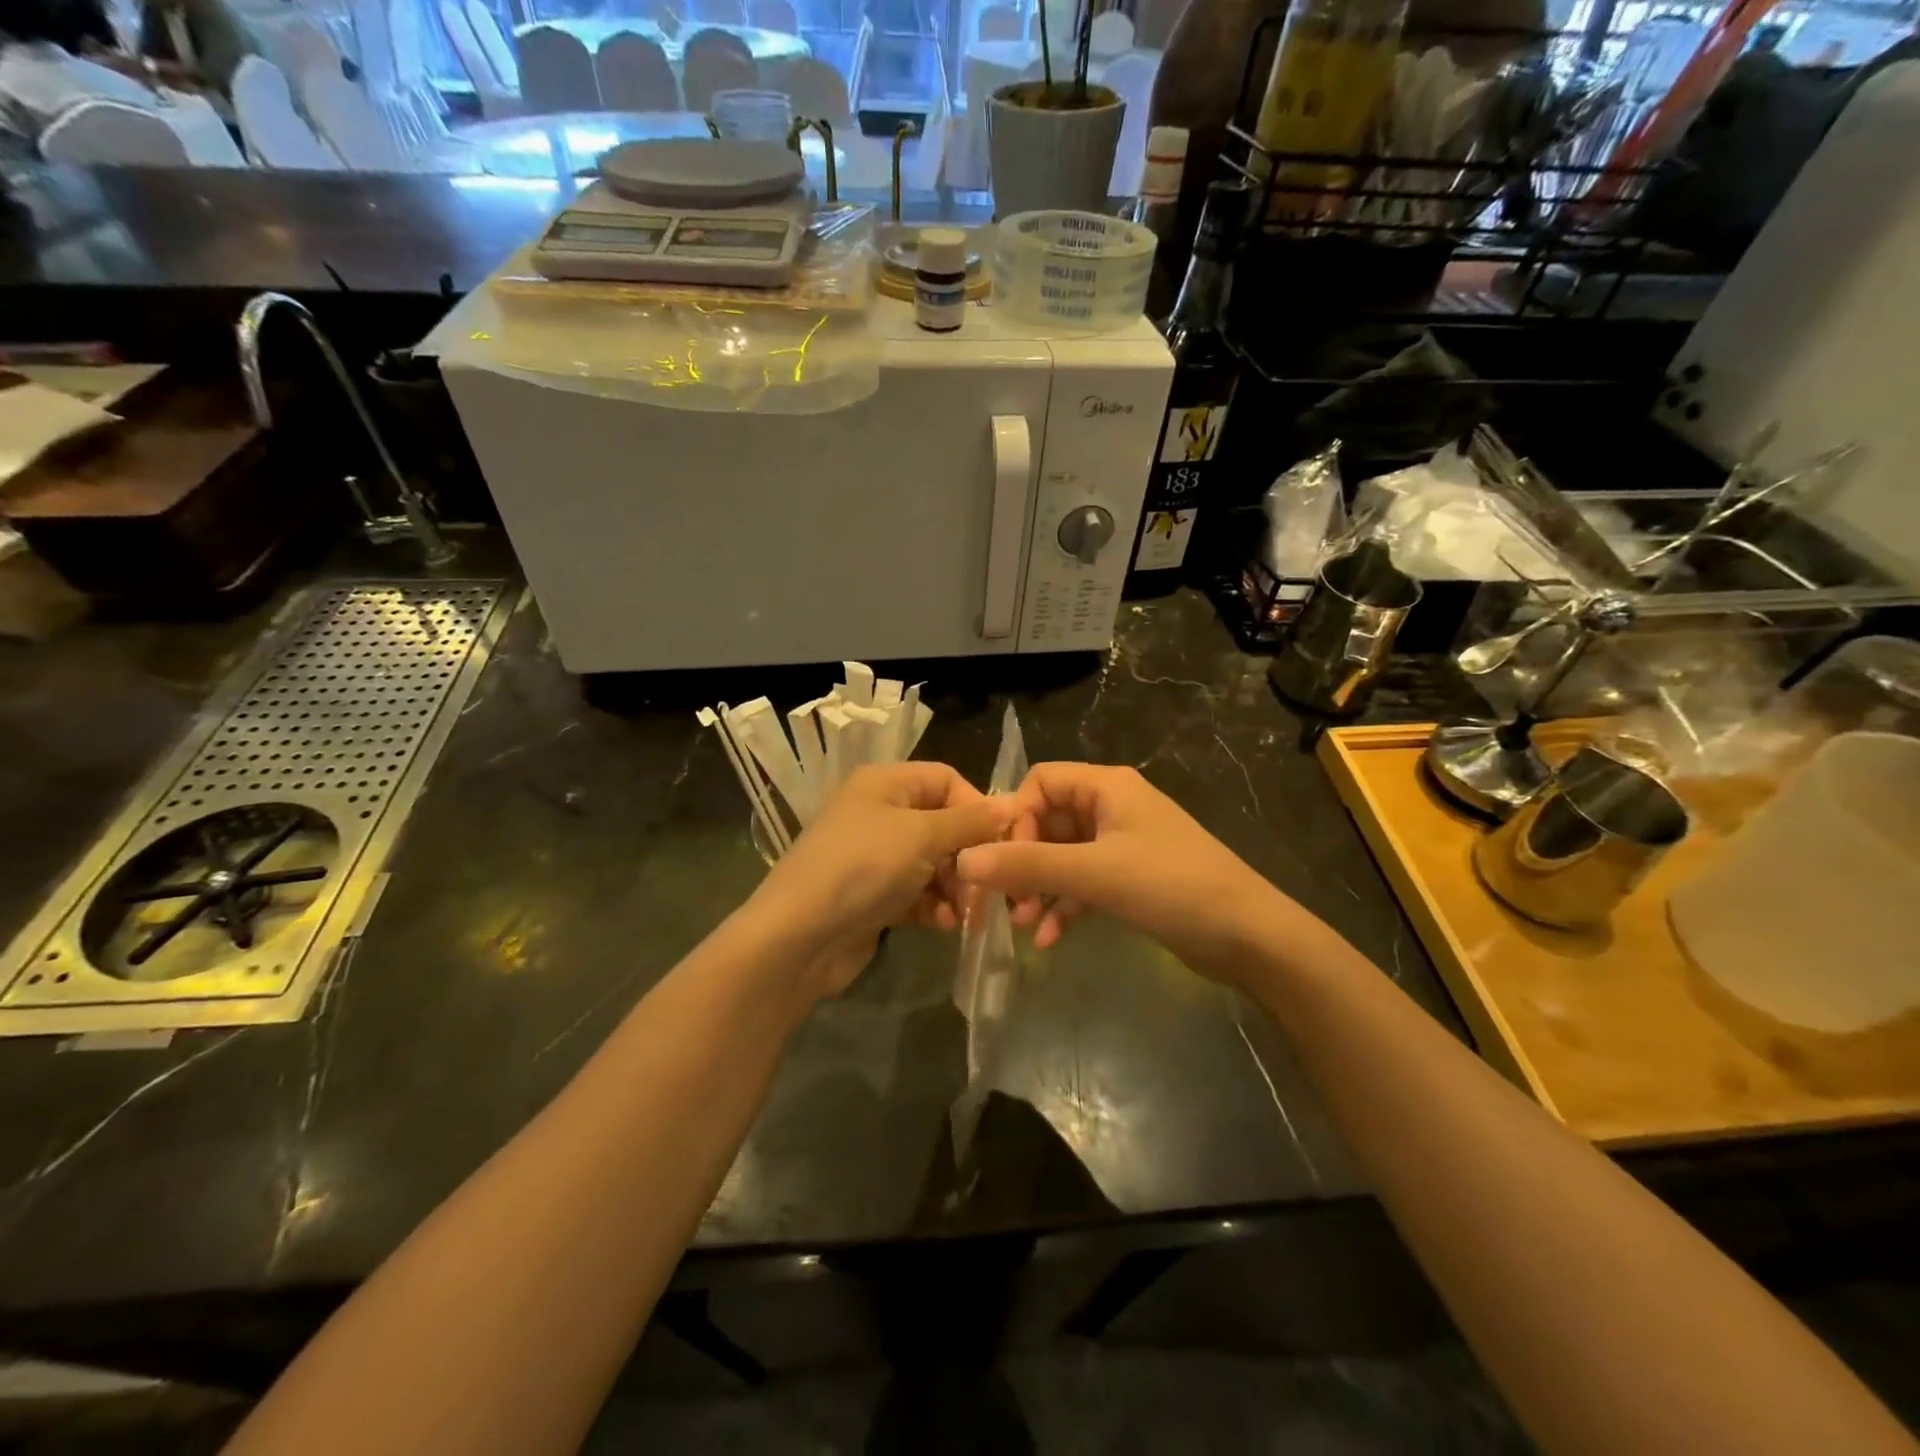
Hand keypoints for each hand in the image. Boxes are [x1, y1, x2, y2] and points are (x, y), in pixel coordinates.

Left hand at [751, 763, 1013, 998]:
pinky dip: (935, 906)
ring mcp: (875, 856)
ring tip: (967, 913)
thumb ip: (969, 821)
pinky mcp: (874, 895)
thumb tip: (1010, 804)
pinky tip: (945, 925)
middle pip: (943, 824)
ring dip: (956, 886)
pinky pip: (918, 892)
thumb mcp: (921, 836)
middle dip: (969, 855)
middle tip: (989, 887)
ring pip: (934, 863)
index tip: (1001, 840)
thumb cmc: (862, 868)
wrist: (798, 937)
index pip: (946, 779)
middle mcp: (880, 812)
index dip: (976, 806)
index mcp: (886, 783)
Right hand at [956, 763, 1281, 984]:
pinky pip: (1083, 884)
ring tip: (1022, 925)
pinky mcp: (1131, 879)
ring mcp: (1122, 844)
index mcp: (1107, 787)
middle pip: (1048, 822)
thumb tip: (964, 859)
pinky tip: (1047, 940)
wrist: (1249, 936)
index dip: (1016, 817)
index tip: (1003, 859)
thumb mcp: (1095, 873)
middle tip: (1004, 901)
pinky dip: (1064, 906)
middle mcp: (1112, 807)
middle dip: (1023, 861)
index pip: (1041, 782)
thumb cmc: (1172, 886)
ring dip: (1039, 888)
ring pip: (1063, 857)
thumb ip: (1028, 865)